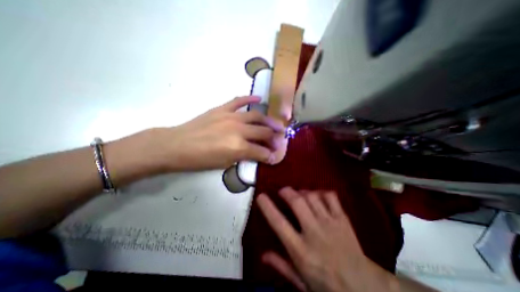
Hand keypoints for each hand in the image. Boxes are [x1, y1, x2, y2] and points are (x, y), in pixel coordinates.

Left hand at [155, 96, 282, 171]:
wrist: (177, 145)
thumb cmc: (200, 160)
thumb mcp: (224, 164)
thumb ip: (242, 157)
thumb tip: (255, 153)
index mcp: (239, 147)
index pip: (261, 151)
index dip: (269, 155)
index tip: (274, 157)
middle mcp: (239, 130)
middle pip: (263, 132)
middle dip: (274, 138)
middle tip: (279, 140)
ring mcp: (231, 117)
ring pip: (256, 116)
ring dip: (269, 121)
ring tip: (276, 124)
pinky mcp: (222, 109)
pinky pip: (238, 101)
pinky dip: (249, 98)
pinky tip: (259, 98)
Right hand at [258, 187, 395, 291]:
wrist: (365, 288)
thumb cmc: (328, 286)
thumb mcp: (301, 282)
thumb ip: (281, 265)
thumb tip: (263, 255)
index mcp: (301, 250)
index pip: (279, 223)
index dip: (267, 207)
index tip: (261, 196)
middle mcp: (314, 233)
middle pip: (297, 202)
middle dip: (287, 192)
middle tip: (282, 191)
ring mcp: (330, 223)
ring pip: (312, 197)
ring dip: (302, 191)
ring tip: (299, 194)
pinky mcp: (343, 219)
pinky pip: (330, 197)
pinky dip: (321, 192)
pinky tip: (317, 196)